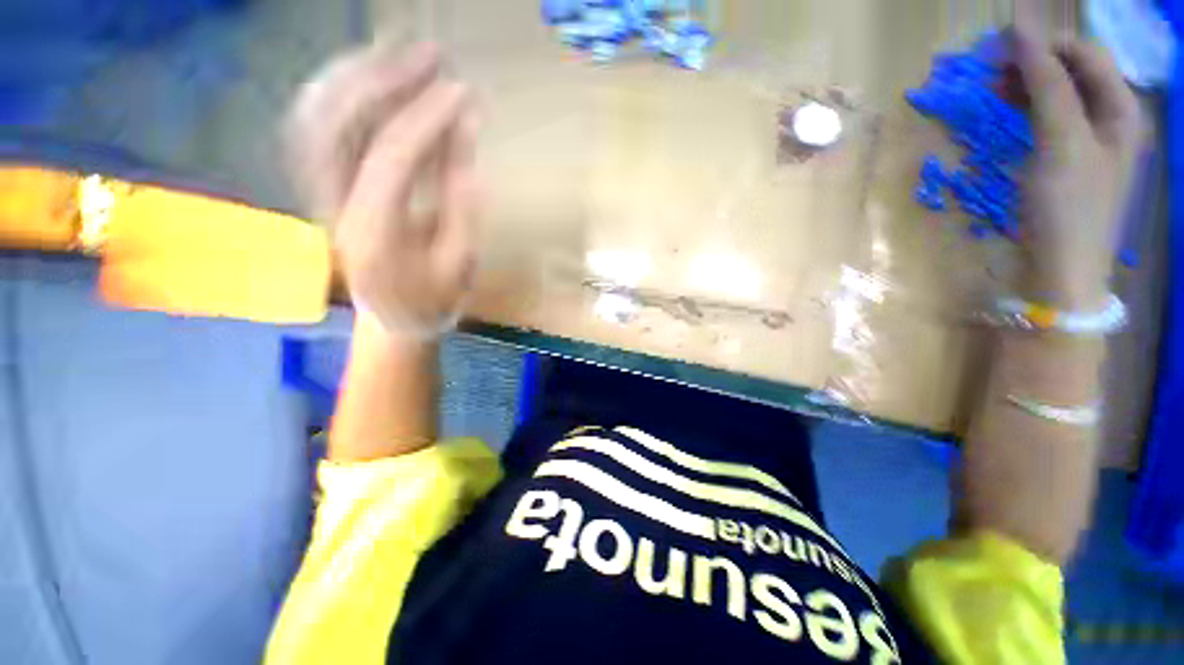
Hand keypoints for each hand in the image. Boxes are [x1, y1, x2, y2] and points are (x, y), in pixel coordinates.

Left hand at [286, 43, 477, 336]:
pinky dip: (339, 92)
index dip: (428, 118)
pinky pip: (316, 126)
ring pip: (317, 117)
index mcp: (374, 235)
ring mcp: (318, 194)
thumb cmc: (433, 298)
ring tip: (399, 51)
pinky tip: (367, 75)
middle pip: (339, 125)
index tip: (463, 91)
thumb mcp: (461, 260)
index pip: (393, 158)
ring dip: (355, 75)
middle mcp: (332, 207)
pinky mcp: (320, 186)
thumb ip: (462, 198)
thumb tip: (465, 132)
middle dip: (384, 79)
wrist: (393, 317)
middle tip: (430, 55)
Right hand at [1013, 8, 1143, 310]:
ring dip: (1029, 83)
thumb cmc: (1067, 208)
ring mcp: (1091, 139)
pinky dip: (1028, 107)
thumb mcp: (1061, 141)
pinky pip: (1051, 117)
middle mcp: (1111, 117)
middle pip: (1074, 69)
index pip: (1085, 53)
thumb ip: (1046, 84)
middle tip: (992, 73)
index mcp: (1121, 108)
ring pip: (1060, 92)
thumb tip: (1021, 32)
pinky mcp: (1069, 159)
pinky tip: (1008, 112)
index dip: (1045, 44)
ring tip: (994, 90)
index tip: (999, 51)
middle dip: (1035, 63)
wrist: (1061, 270)